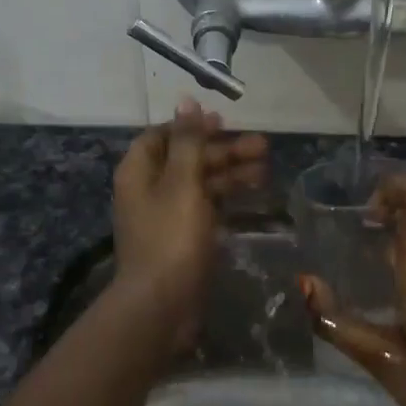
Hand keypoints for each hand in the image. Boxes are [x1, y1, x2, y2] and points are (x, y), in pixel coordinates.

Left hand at [112, 100, 268, 347]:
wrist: (161, 305)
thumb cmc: (170, 237)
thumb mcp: (182, 182)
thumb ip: (188, 142)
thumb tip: (186, 100)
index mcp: (139, 171)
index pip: (163, 136)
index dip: (192, 126)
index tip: (224, 123)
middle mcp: (149, 190)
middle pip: (187, 159)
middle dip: (223, 151)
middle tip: (263, 146)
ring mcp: (166, 217)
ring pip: (200, 185)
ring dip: (230, 174)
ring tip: (266, 170)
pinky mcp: (182, 240)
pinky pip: (206, 209)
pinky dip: (227, 200)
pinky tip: (253, 196)